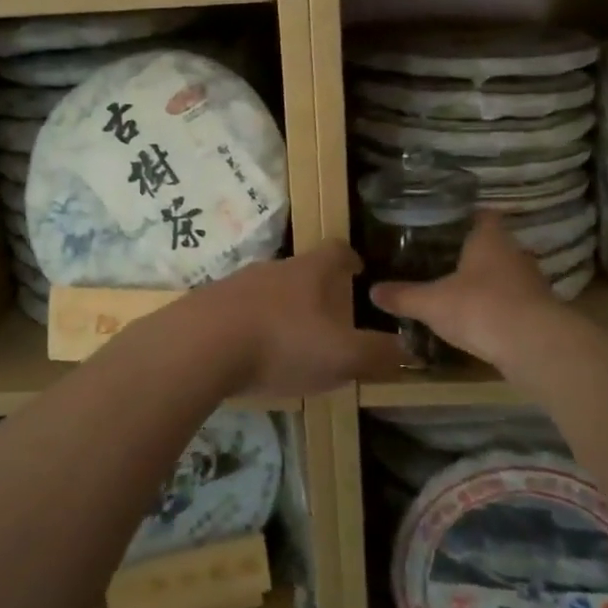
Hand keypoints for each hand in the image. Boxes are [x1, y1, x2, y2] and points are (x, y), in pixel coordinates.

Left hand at [195, 241, 411, 395]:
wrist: (198, 347)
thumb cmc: (281, 344)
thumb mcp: (341, 356)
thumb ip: (377, 355)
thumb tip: (409, 351)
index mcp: (308, 272)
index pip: (336, 251)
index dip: (350, 258)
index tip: (358, 269)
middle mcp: (272, 269)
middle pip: (300, 270)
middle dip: (316, 290)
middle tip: (328, 317)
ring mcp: (235, 284)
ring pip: (267, 291)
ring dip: (281, 309)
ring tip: (289, 340)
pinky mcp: (207, 306)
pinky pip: (237, 310)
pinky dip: (250, 326)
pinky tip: (249, 353)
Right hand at [370, 212, 560, 366]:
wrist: (533, 345)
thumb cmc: (479, 307)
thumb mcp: (431, 303)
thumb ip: (403, 296)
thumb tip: (372, 291)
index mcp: (490, 239)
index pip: (483, 215)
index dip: (467, 217)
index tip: (447, 224)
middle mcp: (515, 254)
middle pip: (496, 245)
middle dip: (475, 252)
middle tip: (446, 259)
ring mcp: (532, 283)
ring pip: (507, 274)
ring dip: (490, 281)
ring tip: (462, 290)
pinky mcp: (541, 311)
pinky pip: (515, 302)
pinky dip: (500, 307)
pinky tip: (482, 319)